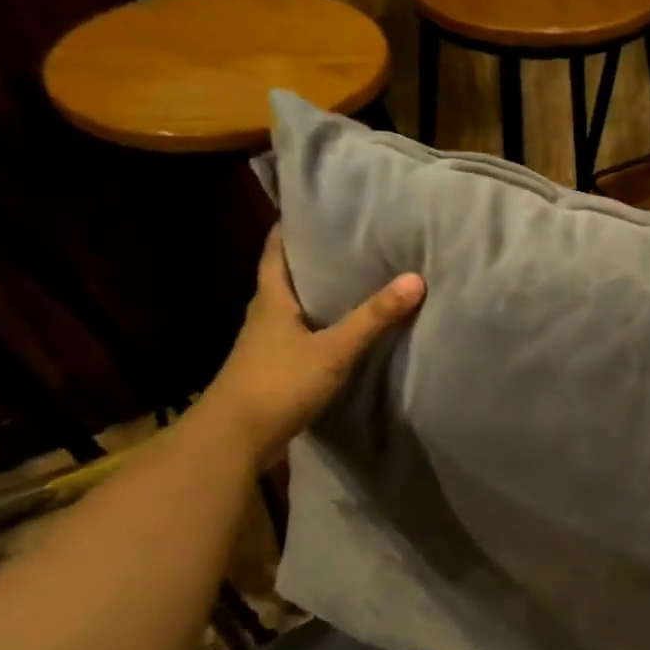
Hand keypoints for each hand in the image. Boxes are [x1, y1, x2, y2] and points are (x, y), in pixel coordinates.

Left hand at [202, 229, 423, 466]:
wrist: (234, 440)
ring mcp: (268, 344)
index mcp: (271, 299)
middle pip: (288, 277)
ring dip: (321, 295)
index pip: (276, 250)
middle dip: (316, 259)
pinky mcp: (276, 369)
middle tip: (353, 242)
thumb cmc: (277, 384)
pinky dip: (323, 327)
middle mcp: (266, 315)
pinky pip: (303, 336)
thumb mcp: (332, 350)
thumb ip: (372, 318)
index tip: (318, 209)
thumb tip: (415, 280)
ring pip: (296, 308)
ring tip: (358, 281)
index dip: (292, 228)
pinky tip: (347, 331)